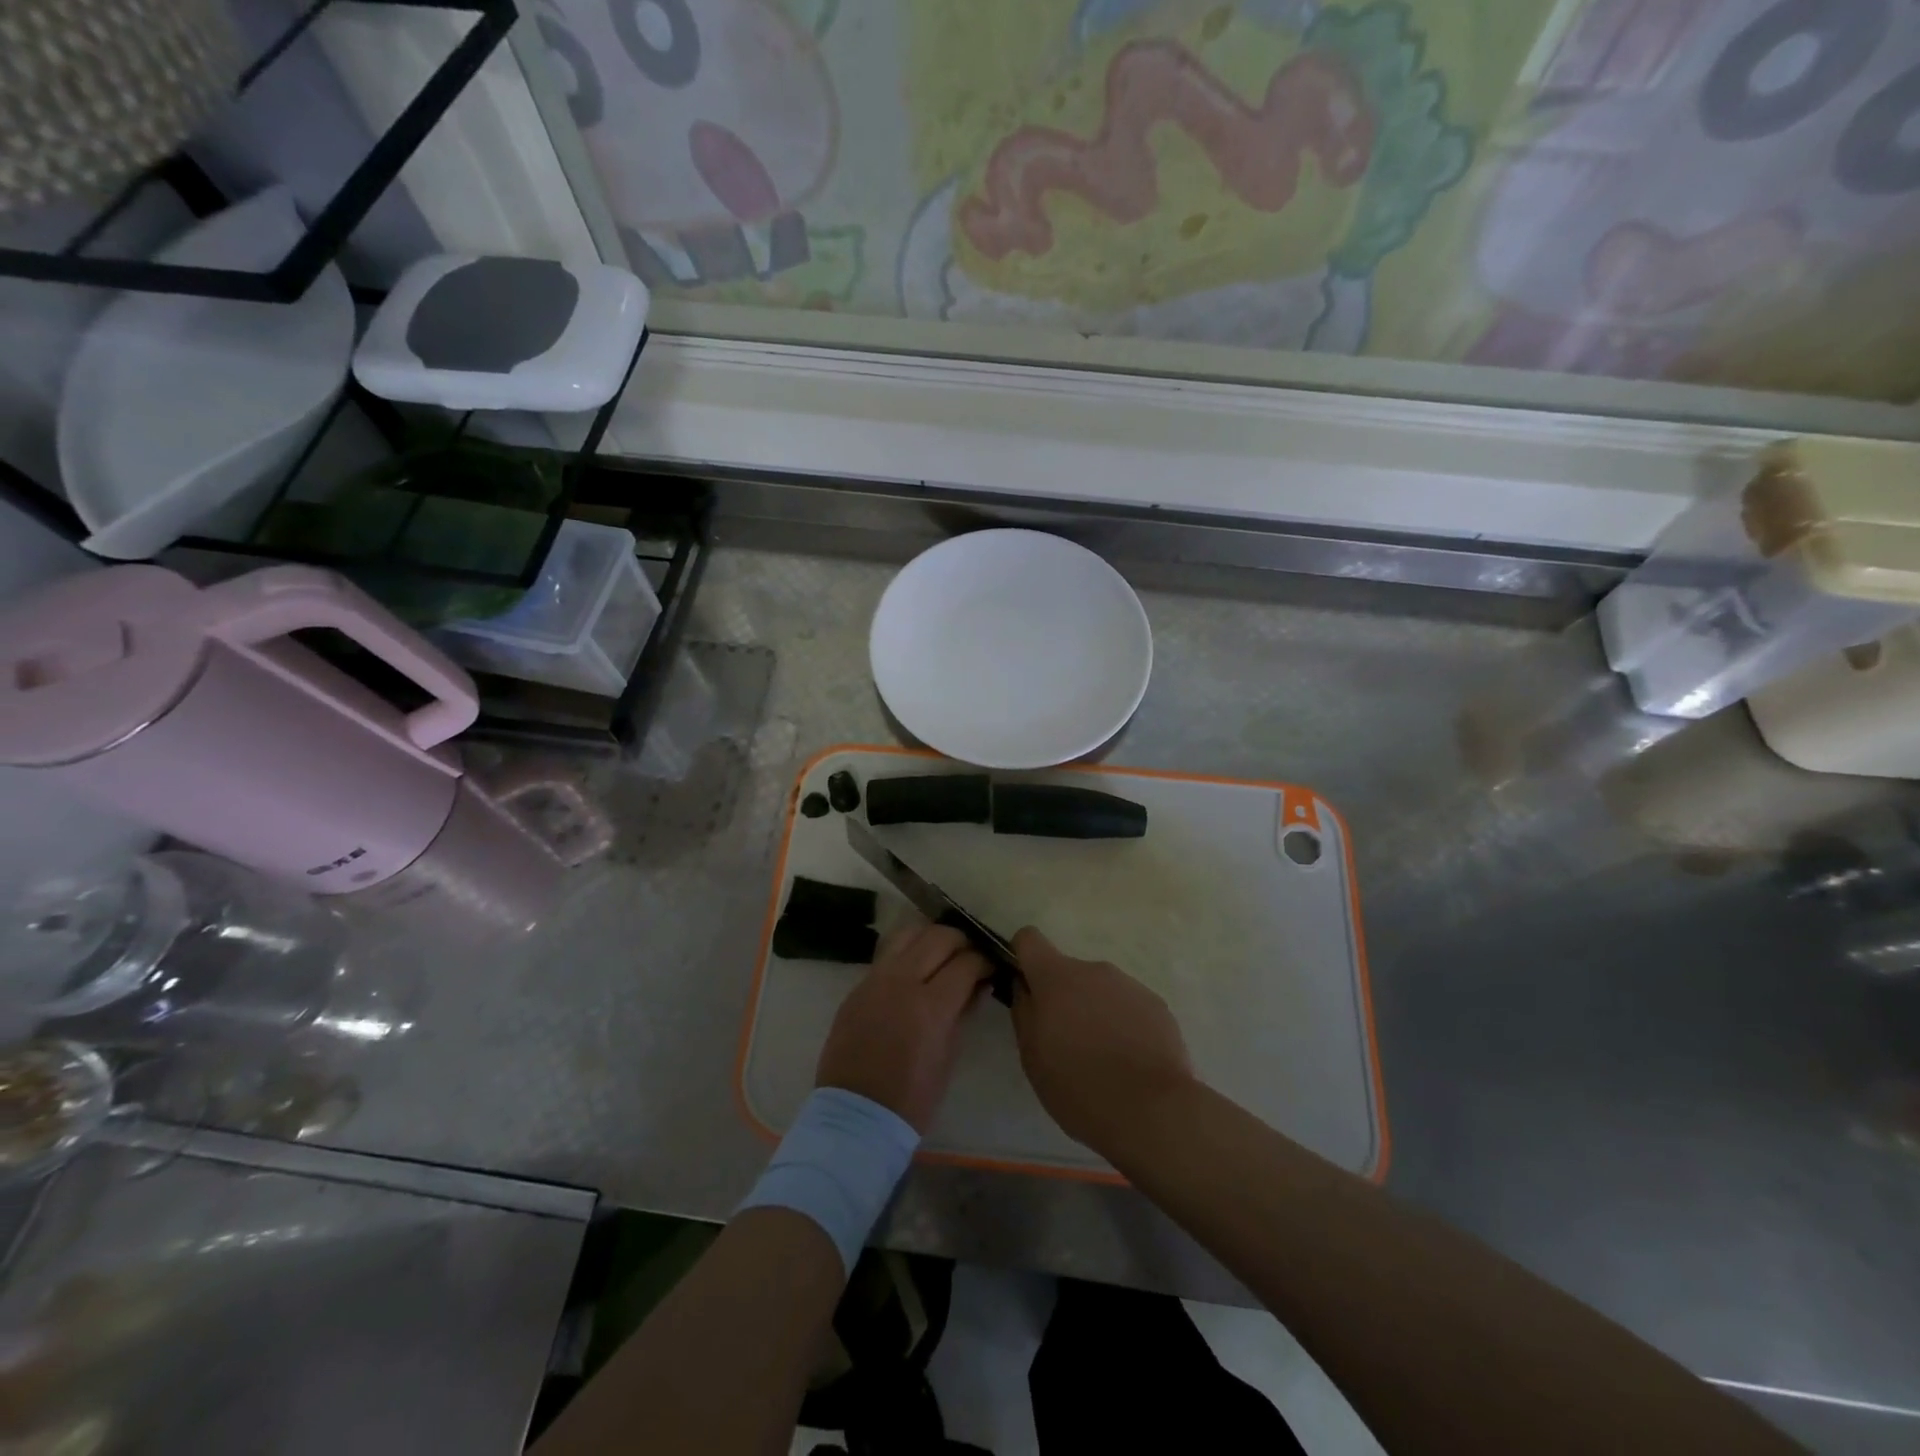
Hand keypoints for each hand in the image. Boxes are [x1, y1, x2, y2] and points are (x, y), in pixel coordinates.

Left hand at [816, 922, 991, 1131]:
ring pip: (908, 933)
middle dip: (961, 941)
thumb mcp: (948, 1057)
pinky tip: (915, 968)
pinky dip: (906, 952)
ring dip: (930, 937)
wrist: (855, 1116)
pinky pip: (886, 954)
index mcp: (930, 1006)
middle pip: (938, 937)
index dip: (984, 961)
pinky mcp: (857, 986)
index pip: (966, 962)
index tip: (991, 966)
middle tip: (970, 956)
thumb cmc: (912, 1098)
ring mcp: (875, 980)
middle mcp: (901, 982)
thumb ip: (963, 1013)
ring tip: (941, 953)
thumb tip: (978, 986)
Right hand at [1010, 928, 1193, 1153]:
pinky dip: (1123, 1024)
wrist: (1152, 1111)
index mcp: (1056, 978)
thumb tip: (1025, 987)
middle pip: (1068, 971)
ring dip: (1094, 1012)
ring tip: (1102, 1058)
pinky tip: (1130, 1061)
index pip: (1029, 939)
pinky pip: (1128, 1006)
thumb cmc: (1078, 1085)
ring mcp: (1129, 985)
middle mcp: (1093, 970)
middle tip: (1067, 1042)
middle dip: (1063, 997)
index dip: (1022, 957)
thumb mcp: (1032, 1056)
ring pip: (1100, 990)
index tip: (1025, 987)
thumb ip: (1024, 1011)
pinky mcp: (1157, 1005)